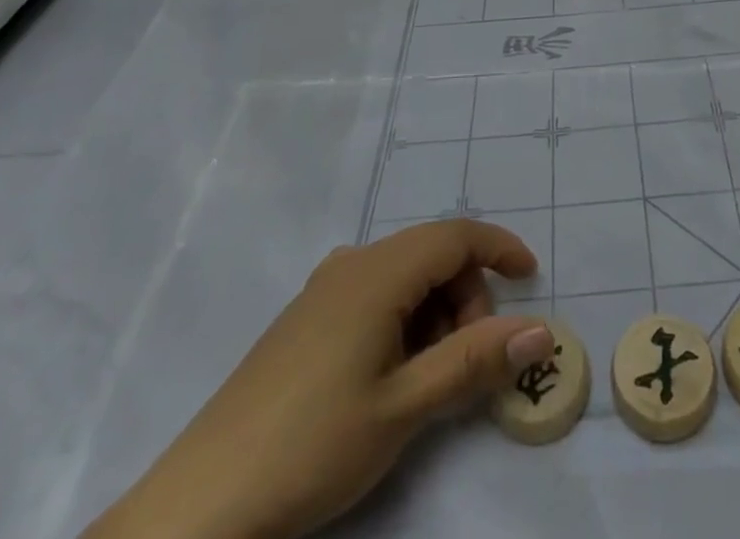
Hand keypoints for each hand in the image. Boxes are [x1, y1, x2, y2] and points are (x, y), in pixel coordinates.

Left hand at [84, 220, 555, 538]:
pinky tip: (392, 378)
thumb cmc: (311, 447)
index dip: (500, 249)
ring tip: (429, 383)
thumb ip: (474, 361)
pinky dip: (403, 322)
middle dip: (466, 297)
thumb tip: (540, 330)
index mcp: (377, 272)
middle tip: (470, 366)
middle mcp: (351, 264)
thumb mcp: (404, 407)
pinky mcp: (305, 320)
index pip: (456, 235)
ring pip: (403, 277)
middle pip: (432, 255)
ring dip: (435, 314)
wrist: (199, 505)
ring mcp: (324, 290)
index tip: (532, 280)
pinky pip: (374, 296)